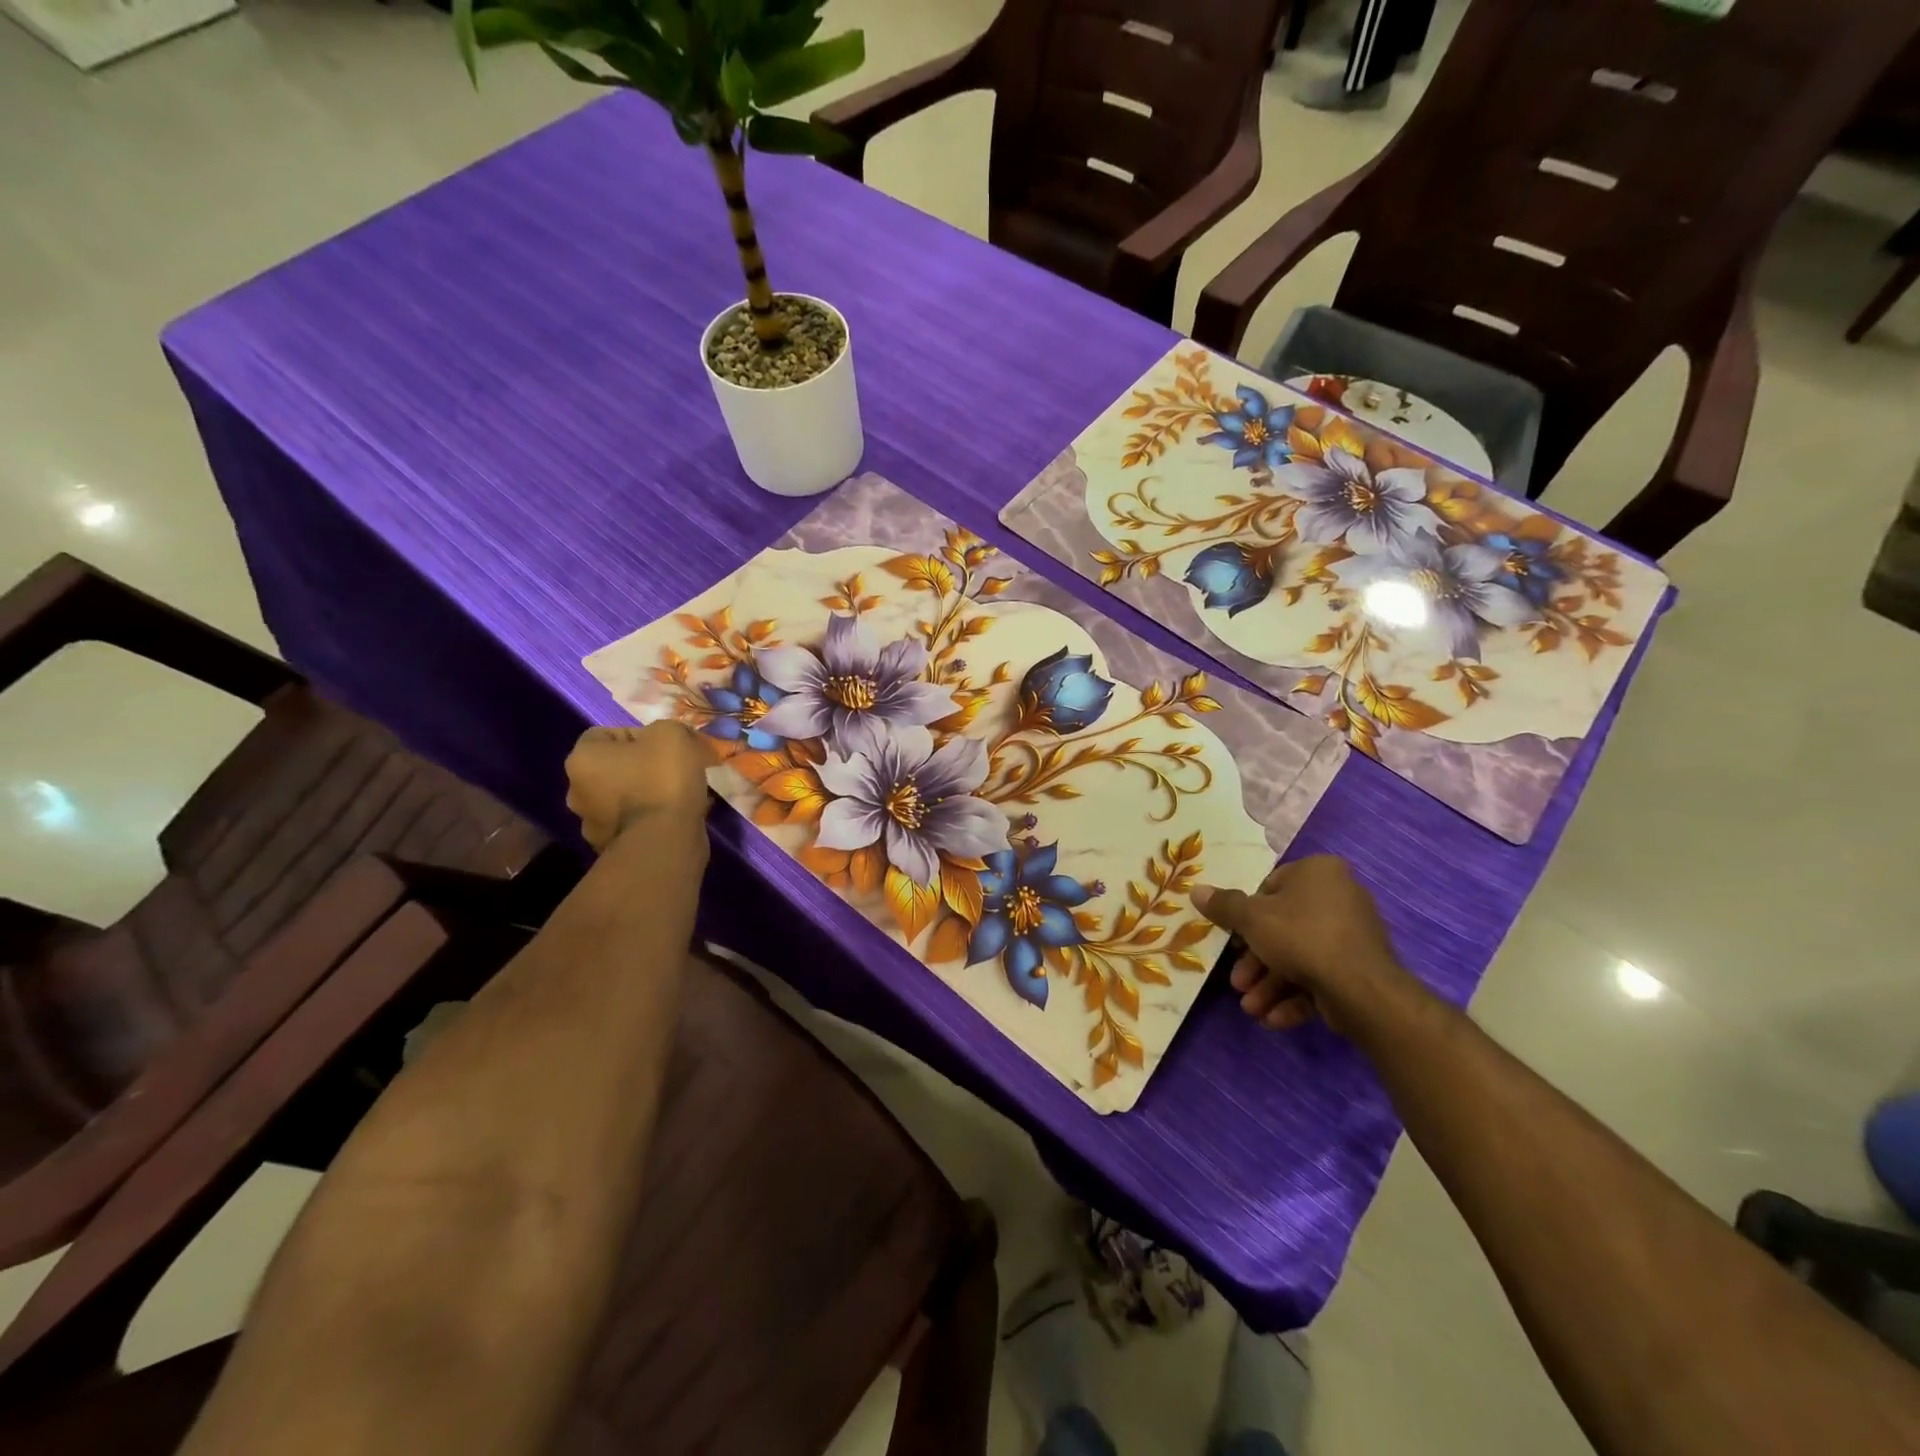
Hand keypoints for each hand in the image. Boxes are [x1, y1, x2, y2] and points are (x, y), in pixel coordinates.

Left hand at [564, 723, 713, 852]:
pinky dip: (652, 817)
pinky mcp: (612, 847)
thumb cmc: (662, 780)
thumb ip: (667, 729)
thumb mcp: (672, 735)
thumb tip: (671, 741)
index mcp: (582, 759)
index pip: (605, 734)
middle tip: (673, 769)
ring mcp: (592, 824)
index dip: (638, 734)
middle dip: (642, 766)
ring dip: (647, 793)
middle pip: (613, 767)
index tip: (664, 746)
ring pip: (624, 797)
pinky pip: (635, 822)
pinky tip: (677, 817)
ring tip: (680, 795)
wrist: (665, 842)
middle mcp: (577, 791)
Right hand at [1190, 855, 1420, 1037]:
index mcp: (1317, 872)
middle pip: (1282, 927)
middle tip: (1237, 983)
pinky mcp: (1361, 968)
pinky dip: (1296, 996)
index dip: (1246, 917)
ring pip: (1300, 956)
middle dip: (1256, 962)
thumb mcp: (1251, 918)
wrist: (1363, 990)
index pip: (1269, 887)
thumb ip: (1223, 905)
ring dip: (1270, 984)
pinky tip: (1274, 1018)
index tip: (1233, 942)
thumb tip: (1196, 889)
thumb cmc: (1300, 937)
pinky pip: (1321, 976)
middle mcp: (1339, 896)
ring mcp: (1353, 934)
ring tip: (1251, 1009)